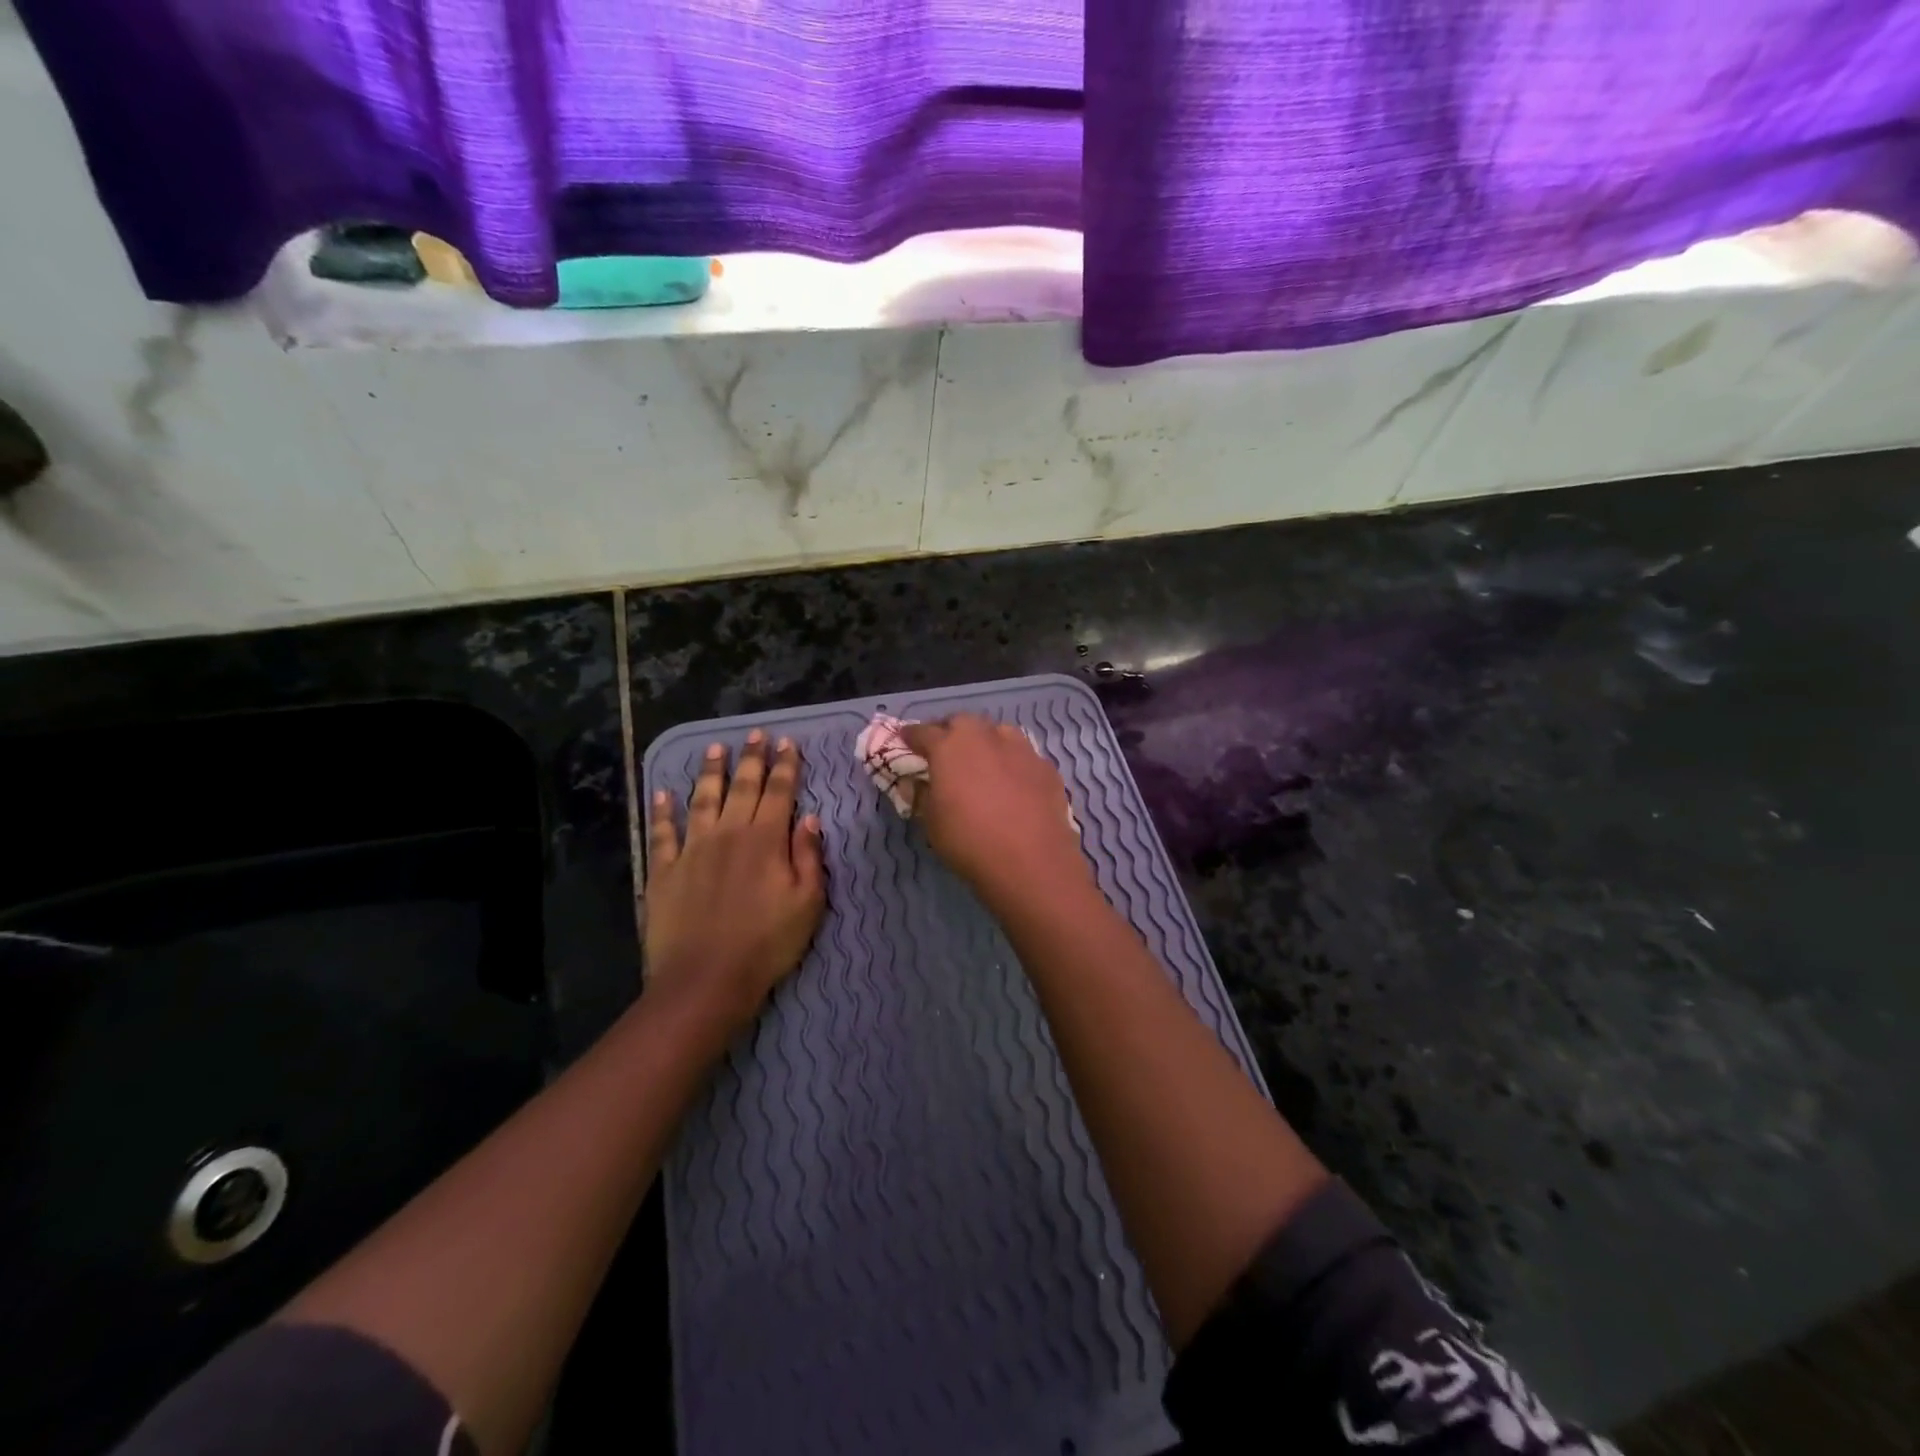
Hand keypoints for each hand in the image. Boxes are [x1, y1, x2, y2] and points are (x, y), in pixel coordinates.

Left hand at [646, 732, 825, 1033]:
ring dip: (710, 772)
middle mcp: (728, 834)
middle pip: (742, 787)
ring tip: (715, 748)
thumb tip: (809, 818)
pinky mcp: (664, 870)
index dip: (785, 766)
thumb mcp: (808, 903)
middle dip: (752, 758)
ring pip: (702, 800)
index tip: (788, 743)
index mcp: (766, 840)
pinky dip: (662, 811)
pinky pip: (662, 832)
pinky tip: (663, 793)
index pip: (779, 792)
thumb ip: (809, 856)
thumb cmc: (767, 943)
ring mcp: (692, 849)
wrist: (706, 979)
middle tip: (756, 735)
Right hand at [900, 715, 1089, 909]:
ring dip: (984, 742)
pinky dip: (1011, 762)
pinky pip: (1022, 755)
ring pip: (997, 733)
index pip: (923, 732)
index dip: (911, 737)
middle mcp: (985, 736)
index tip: (905, 741)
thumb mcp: (931, 822)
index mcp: (949, 746)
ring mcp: (1020, 748)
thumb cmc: (969, 841)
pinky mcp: (1045, 765)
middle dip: (950, 732)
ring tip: (981, 762)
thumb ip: (921, 795)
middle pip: (962, 723)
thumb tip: (916, 782)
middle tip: (944, 751)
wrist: (1031, 861)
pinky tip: (1012, 783)